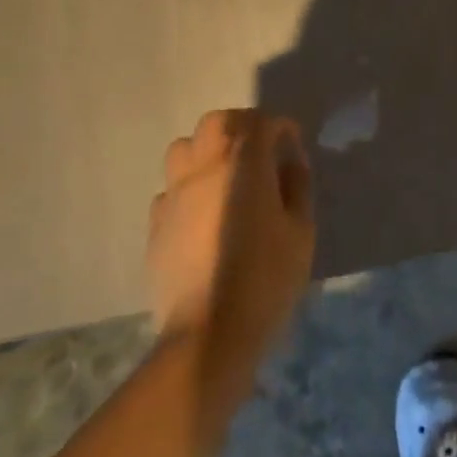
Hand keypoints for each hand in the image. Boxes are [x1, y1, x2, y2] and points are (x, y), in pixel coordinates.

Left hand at [148, 109, 315, 381]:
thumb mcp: (300, 231)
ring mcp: (174, 193)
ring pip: (185, 148)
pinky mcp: (156, 223)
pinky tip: (203, 214)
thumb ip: (296, 187)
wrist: (209, 333)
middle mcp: (204, 166)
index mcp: (243, 163)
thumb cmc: (266, 278)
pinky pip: (171, 188)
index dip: (280, 128)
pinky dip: (189, 188)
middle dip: (241, 128)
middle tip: (260, 152)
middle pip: (218, 123)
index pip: (261, 122)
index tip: (293, 145)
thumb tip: (289, 163)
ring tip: (226, 177)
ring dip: (208, 151)